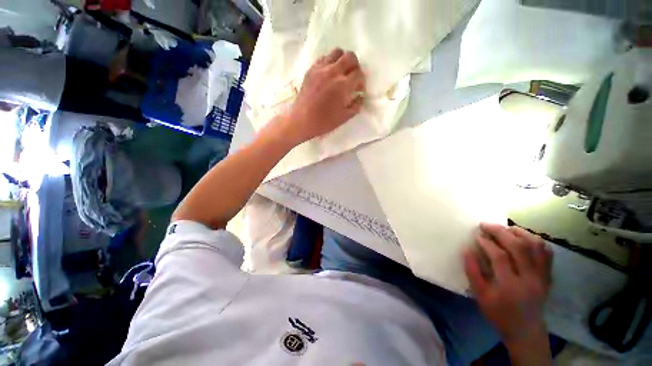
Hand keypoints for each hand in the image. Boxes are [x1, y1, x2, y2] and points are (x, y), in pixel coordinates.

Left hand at [281, 48, 365, 145]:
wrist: (302, 120)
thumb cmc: (324, 122)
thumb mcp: (344, 117)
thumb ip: (356, 105)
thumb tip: (360, 96)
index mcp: (343, 86)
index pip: (359, 74)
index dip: (362, 81)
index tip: (358, 89)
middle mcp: (333, 72)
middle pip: (350, 57)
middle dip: (355, 66)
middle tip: (352, 77)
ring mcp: (321, 69)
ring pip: (337, 52)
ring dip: (342, 60)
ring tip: (341, 72)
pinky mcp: (311, 69)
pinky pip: (324, 57)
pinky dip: (330, 62)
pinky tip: (329, 74)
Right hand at [463, 223, 552, 344]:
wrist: (525, 330)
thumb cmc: (499, 313)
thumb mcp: (480, 295)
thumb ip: (472, 271)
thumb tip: (467, 249)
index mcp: (510, 285)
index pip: (500, 256)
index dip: (486, 243)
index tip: (477, 236)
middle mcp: (530, 278)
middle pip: (519, 247)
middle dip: (500, 232)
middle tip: (486, 225)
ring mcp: (542, 276)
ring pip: (536, 246)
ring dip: (519, 233)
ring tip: (505, 229)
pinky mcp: (548, 276)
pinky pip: (546, 253)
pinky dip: (535, 241)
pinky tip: (523, 238)